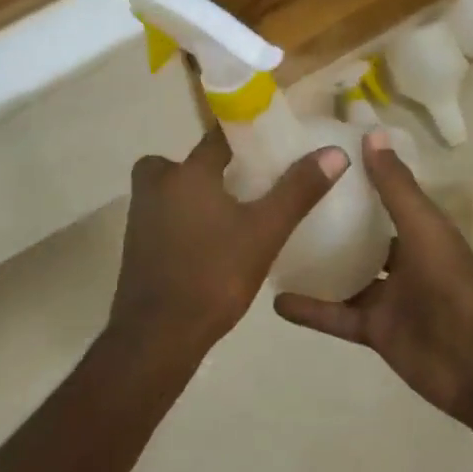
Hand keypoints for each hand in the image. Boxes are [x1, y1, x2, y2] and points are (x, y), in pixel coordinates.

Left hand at [109, 129, 347, 364]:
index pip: (218, 136)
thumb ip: (298, 190)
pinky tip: (215, 240)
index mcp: (186, 171)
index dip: (247, 135)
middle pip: (193, 161)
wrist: (157, 336)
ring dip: (203, 192)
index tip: (272, 143)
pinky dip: (188, 216)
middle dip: (221, 167)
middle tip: (255, 183)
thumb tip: (335, 153)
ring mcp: (141, 213)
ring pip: (177, 187)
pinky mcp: (137, 240)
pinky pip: (167, 212)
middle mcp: (156, 182)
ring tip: (240, 212)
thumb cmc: (214, 276)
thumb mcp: (265, 233)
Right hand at [274, 131, 472, 429]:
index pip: (384, 197)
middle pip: (360, 237)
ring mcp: (387, 297)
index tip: (318, 160)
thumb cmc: (452, 284)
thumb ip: (395, 185)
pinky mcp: (374, 330)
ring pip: (345, 276)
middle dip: (330, 222)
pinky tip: (276, 300)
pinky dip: (310, 310)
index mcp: (419, 231)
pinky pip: (336, 316)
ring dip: (315, 265)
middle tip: (286, 200)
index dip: (357, 180)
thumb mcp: (422, 226)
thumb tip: (372, 132)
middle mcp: (402, 261)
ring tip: (274, 245)